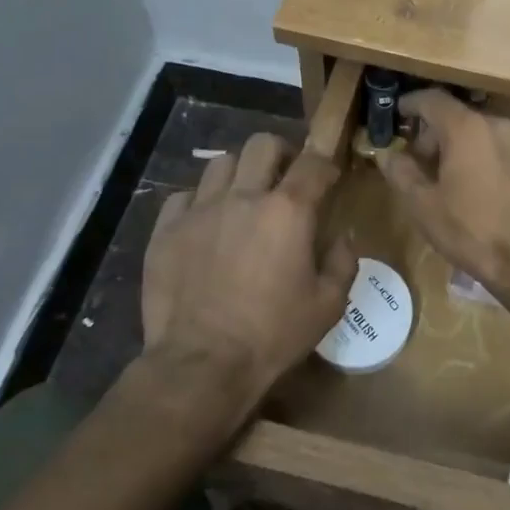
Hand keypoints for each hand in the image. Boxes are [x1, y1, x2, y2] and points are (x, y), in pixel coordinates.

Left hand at [141, 133, 354, 411]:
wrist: (202, 365)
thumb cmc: (273, 335)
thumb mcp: (328, 305)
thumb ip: (343, 262)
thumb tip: (343, 236)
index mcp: (288, 211)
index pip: (313, 162)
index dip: (325, 164)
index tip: (328, 178)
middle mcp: (244, 197)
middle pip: (263, 144)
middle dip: (280, 154)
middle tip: (284, 179)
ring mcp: (200, 210)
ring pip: (221, 163)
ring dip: (239, 174)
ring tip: (242, 198)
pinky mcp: (166, 229)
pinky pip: (184, 195)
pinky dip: (200, 202)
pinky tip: (206, 224)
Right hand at [375, 90, 509, 304]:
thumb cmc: (470, 231)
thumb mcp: (423, 206)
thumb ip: (401, 172)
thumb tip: (388, 154)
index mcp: (467, 129)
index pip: (432, 99)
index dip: (412, 104)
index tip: (399, 113)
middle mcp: (499, 127)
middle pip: (461, 118)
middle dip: (438, 135)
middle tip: (423, 162)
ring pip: (487, 137)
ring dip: (467, 150)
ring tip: (456, 180)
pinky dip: (493, 165)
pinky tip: (489, 194)